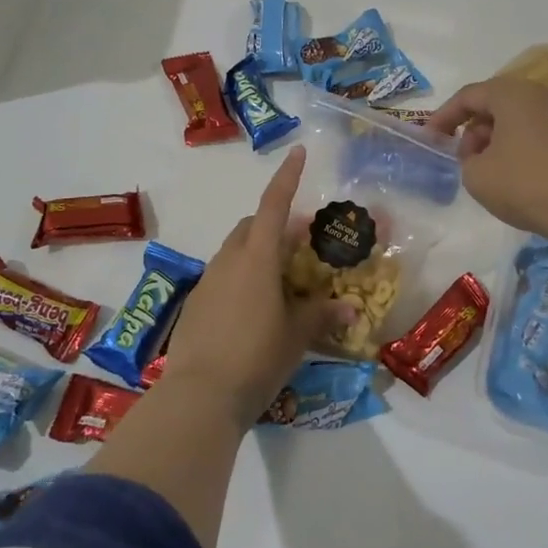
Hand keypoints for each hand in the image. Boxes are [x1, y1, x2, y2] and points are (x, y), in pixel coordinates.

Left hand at [162, 146, 349, 427]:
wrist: (199, 396)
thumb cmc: (256, 357)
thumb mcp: (296, 336)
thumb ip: (322, 315)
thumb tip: (351, 308)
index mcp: (257, 258)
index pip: (274, 205)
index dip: (287, 177)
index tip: (298, 152)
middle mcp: (229, 261)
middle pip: (251, 227)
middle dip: (275, 225)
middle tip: (301, 242)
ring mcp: (208, 282)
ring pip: (235, 252)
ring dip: (258, 253)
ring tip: (282, 279)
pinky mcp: (196, 305)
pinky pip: (223, 277)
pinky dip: (242, 278)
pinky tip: (255, 309)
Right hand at [427, 76, 547, 246]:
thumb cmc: (527, 185)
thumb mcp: (477, 176)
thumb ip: (466, 160)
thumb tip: (481, 155)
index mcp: (511, 94)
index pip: (468, 96)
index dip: (443, 117)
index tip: (430, 139)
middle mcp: (541, 93)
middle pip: (496, 104)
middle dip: (473, 130)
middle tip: (465, 160)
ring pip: (519, 119)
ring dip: (498, 140)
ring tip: (491, 171)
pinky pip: (540, 132)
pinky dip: (521, 147)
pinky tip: (520, 177)